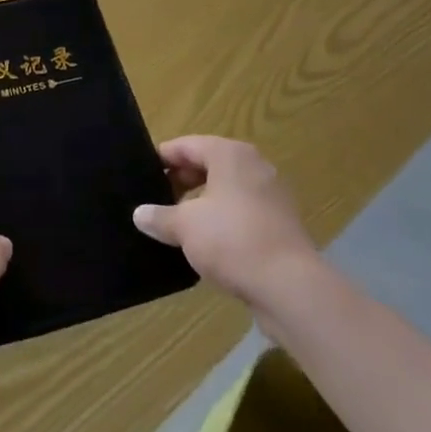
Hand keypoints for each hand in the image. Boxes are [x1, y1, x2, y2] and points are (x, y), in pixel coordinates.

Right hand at [132, 136, 316, 309]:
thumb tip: (139, 214)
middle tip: (156, 197)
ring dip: (202, 200)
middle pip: (209, 164)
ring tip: (178, 221)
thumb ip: (160, 216)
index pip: (188, 145)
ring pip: (227, 189)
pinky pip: (243, 210)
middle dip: (182, 179)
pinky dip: (223, 218)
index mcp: (230, 154)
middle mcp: (254, 166)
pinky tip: (206, 241)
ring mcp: (272, 194)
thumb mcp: (185, 226)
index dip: (163, 157)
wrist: (290, 286)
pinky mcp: (281, 223)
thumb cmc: (232, 240)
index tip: (142, 173)